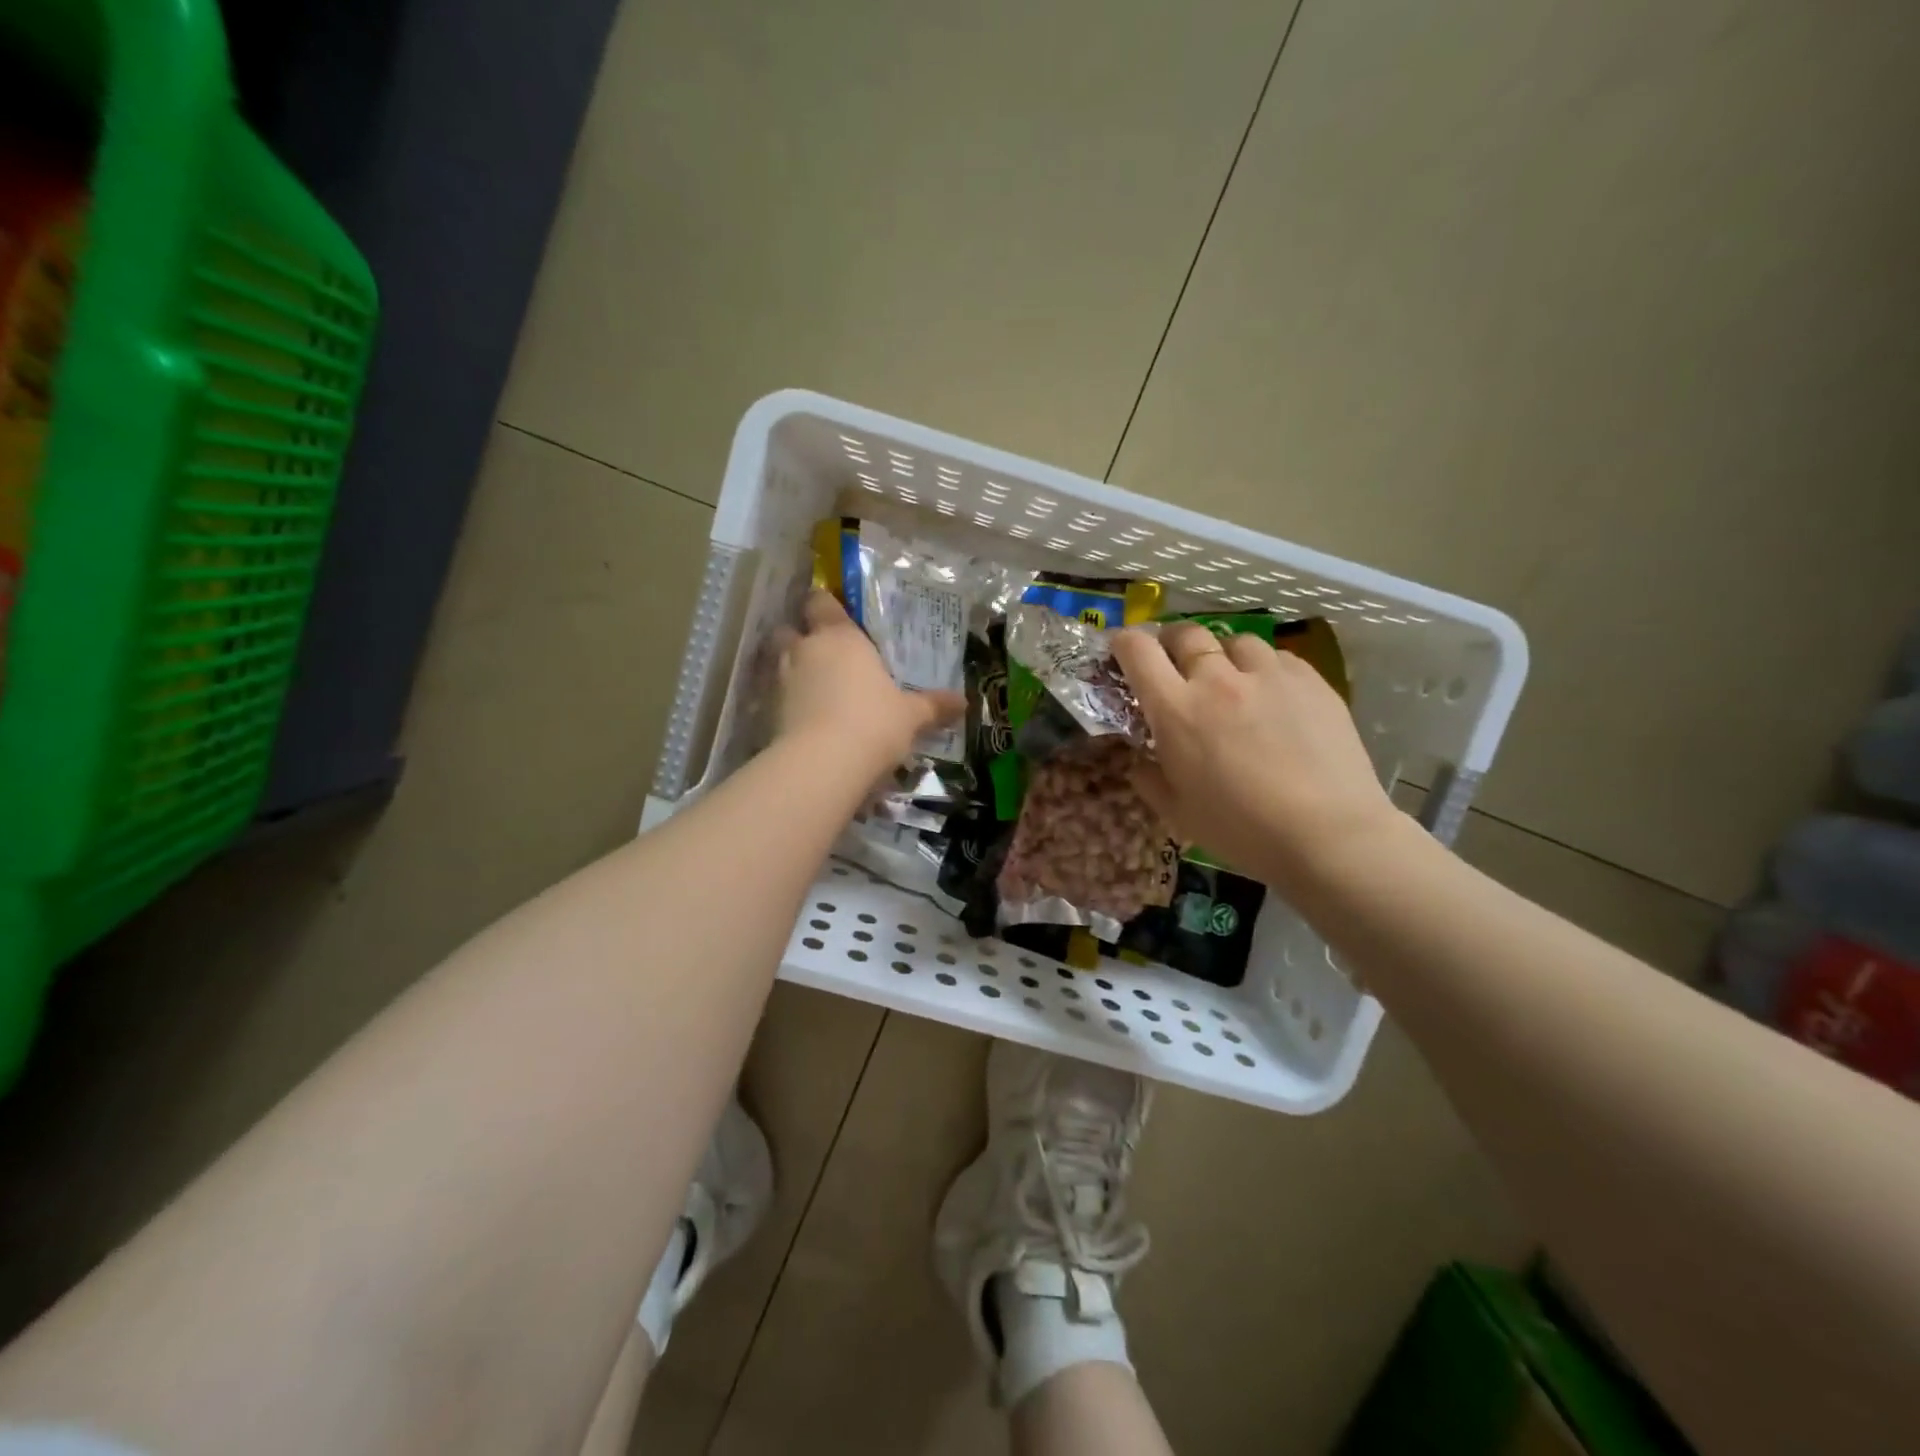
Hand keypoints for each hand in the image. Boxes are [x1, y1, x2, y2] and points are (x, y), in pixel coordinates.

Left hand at [775, 590, 964, 770]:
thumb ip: (933, 706)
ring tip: (812, 689)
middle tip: (821, 654)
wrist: (823, 763)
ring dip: (791, 671)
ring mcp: (782, 679)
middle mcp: (806, 650)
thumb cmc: (874, 723)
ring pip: (778, 662)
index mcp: (841, 637)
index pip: (821, 603)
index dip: (824, 605)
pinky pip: (775, 697)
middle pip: (788, 629)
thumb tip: (963, 703)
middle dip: (799, 638)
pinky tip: (803, 719)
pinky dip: (786, 703)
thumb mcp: (911, 716)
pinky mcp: (767, 711)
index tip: (834, 614)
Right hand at [1112, 622, 1403, 891]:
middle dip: (1171, 642)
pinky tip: (1272, 694)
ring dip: (1222, 654)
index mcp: (1176, 710)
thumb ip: (1149, 779)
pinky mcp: (1310, 679)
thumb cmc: (1241, 829)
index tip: (1122, 650)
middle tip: (1174, 663)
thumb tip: (1140, 760)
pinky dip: (1264, 668)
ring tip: (1230, 677)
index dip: (1124, 643)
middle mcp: (1217, 679)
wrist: (1327, 833)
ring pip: (1234, 641)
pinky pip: (1277, 657)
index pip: (1138, 652)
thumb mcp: (1177, 812)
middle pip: (1186, 634)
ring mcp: (1268, 675)